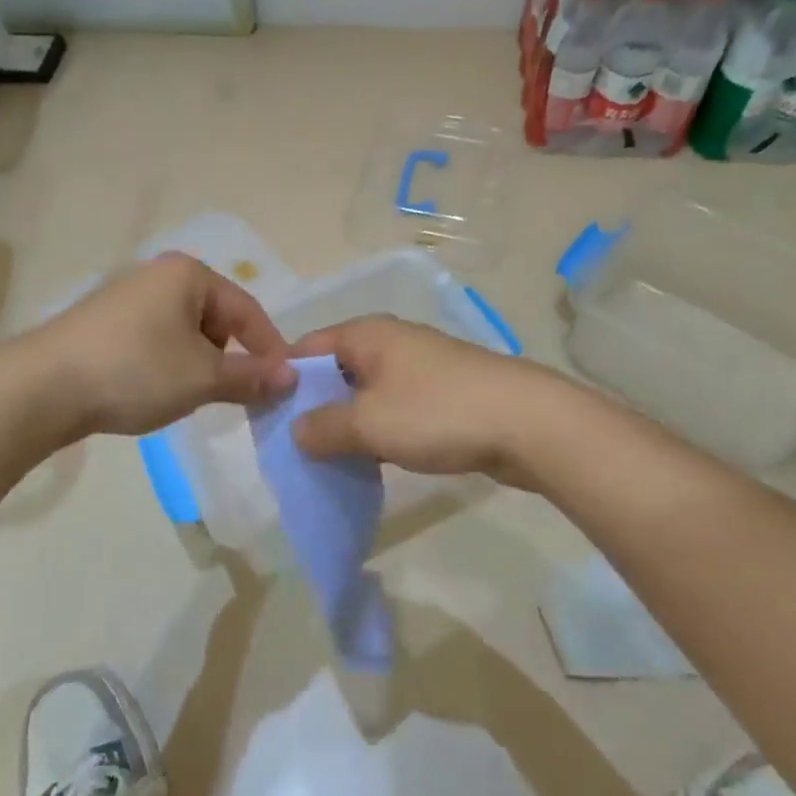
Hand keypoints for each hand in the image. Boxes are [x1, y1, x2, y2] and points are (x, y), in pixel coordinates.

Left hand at [23, 253, 296, 440]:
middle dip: (230, 358)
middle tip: (234, 397)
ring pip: (185, 333)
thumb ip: (251, 376)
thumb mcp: (202, 377)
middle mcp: (158, 274)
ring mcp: (127, 296)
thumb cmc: (135, 371)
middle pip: (216, 319)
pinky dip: (167, 364)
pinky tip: (153, 390)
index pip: (248, 310)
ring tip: (190, 397)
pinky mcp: (103, 322)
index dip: (270, 349)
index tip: (285, 385)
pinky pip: (155, 340)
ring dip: (198, 365)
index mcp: (188, 274)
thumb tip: (291, 377)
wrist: (43, 387)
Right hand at [289, 316, 563, 486]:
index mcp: (366, 335)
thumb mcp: (368, 424)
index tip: (267, 417)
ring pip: (366, 393)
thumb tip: (297, 431)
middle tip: (294, 446)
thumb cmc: (436, 413)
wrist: (528, 423)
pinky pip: (395, 409)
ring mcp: (420, 367)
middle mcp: (390, 342)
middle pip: (335, 371)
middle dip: (314, 407)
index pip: (306, 348)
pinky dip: (379, 431)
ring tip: (328, 459)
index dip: (283, 380)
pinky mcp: (443, 394)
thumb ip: (323, 427)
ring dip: (348, 423)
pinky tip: (373, 461)